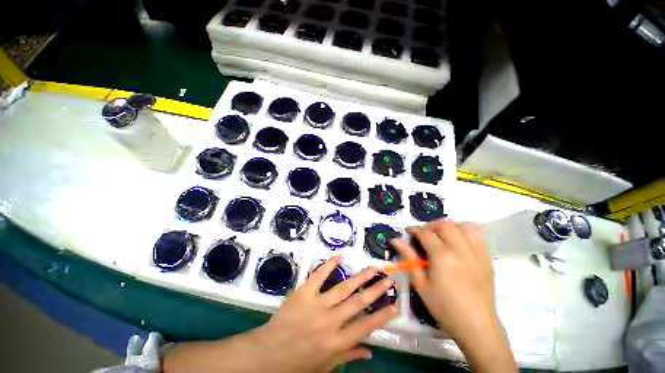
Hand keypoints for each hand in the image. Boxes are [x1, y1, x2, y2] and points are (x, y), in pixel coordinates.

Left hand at [163, 257, 397, 372]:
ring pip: (343, 288)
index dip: (381, 316)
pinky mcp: (304, 293)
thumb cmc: (297, 364)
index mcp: (336, 343)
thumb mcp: (325, 367)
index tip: (394, 305)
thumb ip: (348, 358)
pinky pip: (318, 276)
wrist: (267, 354)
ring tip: (372, 268)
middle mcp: (330, 322)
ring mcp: (316, 305)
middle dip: (375, 290)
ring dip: (359, 277)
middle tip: (388, 278)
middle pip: (358, 303)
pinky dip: (329, 265)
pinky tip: (339, 256)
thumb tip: (370, 353)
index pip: (365, 327)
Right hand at [391, 220, 516, 372]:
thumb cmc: (444, 307)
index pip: (425, 233)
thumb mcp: (420, 284)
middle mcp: (460, 249)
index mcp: (442, 256)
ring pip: (463, 227)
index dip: (414, 230)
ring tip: (442, 235)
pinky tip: (459, 241)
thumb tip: (396, 240)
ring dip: (449, 227)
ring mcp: (476, 253)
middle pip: (445, 225)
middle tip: (424, 234)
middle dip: (431, 225)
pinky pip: (477, 237)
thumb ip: (409, 258)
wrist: (476, 326)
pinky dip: (466, 233)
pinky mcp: (487, 259)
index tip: (408, 232)